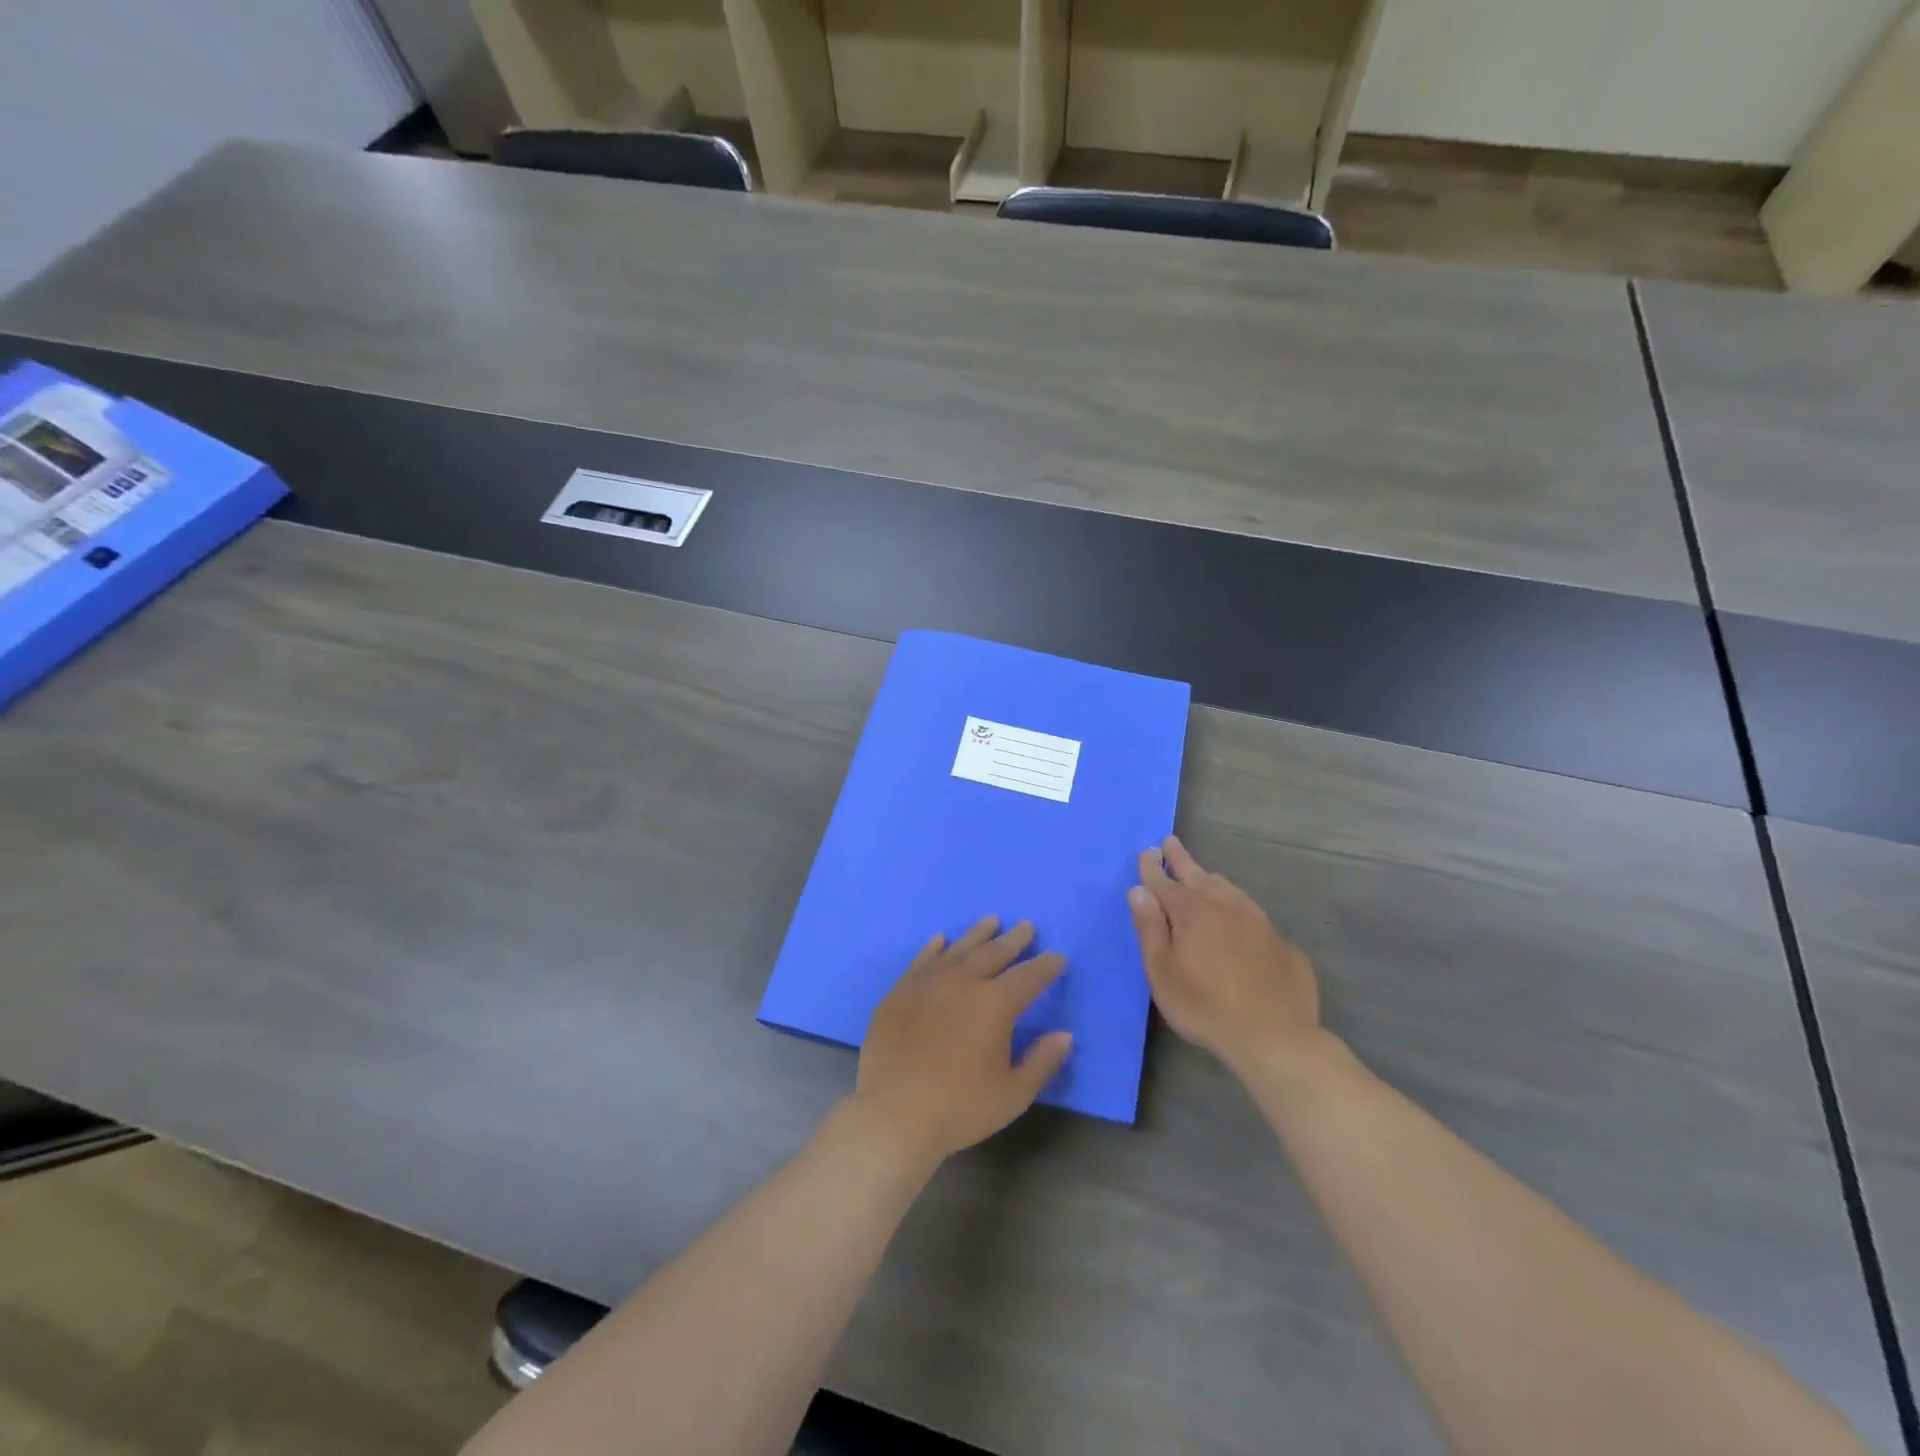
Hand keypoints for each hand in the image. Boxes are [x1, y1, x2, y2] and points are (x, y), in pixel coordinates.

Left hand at [850, 917, 1072, 1167]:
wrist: (892, 1115)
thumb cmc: (959, 1108)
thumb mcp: (1012, 1094)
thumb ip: (1042, 1061)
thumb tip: (1065, 1035)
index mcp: (995, 1004)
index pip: (1029, 976)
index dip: (1046, 966)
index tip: (1058, 957)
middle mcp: (963, 982)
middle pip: (994, 953)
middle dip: (1014, 939)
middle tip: (1026, 926)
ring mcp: (927, 983)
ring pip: (958, 949)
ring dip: (977, 934)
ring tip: (991, 921)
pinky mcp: (899, 992)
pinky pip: (921, 961)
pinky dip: (933, 948)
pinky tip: (939, 939)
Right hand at [1128, 835, 1323, 1078]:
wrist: (1275, 1038)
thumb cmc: (1205, 1007)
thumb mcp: (1163, 972)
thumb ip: (1150, 929)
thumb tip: (1139, 891)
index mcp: (1192, 912)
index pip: (1165, 882)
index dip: (1152, 867)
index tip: (1146, 851)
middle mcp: (1226, 907)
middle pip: (1199, 876)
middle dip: (1181, 859)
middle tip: (1170, 842)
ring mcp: (1258, 923)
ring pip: (1229, 890)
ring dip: (1211, 879)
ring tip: (1203, 875)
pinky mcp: (1282, 944)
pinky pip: (1253, 915)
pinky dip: (1237, 907)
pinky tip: (1239, 918)